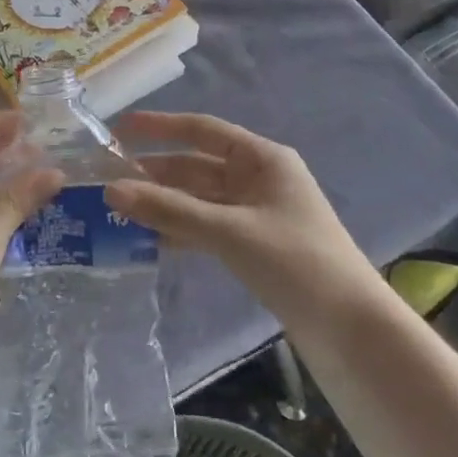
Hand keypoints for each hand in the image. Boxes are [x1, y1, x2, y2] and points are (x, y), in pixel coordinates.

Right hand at [106, 112, 376, 320]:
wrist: (350, 329)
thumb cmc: (295, 262)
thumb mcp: (229, 231)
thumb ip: (170, 210)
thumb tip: (111, 189)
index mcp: (262, 159)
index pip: (202, 130)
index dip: (161, 127)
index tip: (120, 128)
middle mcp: (258, 178)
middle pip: (197, 166)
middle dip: (155, 171)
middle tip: (107, 177)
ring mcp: (257, 213)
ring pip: (200, 199)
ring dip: (164, 203)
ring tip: (118, 208)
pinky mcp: (254, 246)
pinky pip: (208, 227)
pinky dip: (181, 230)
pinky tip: (149, 239)